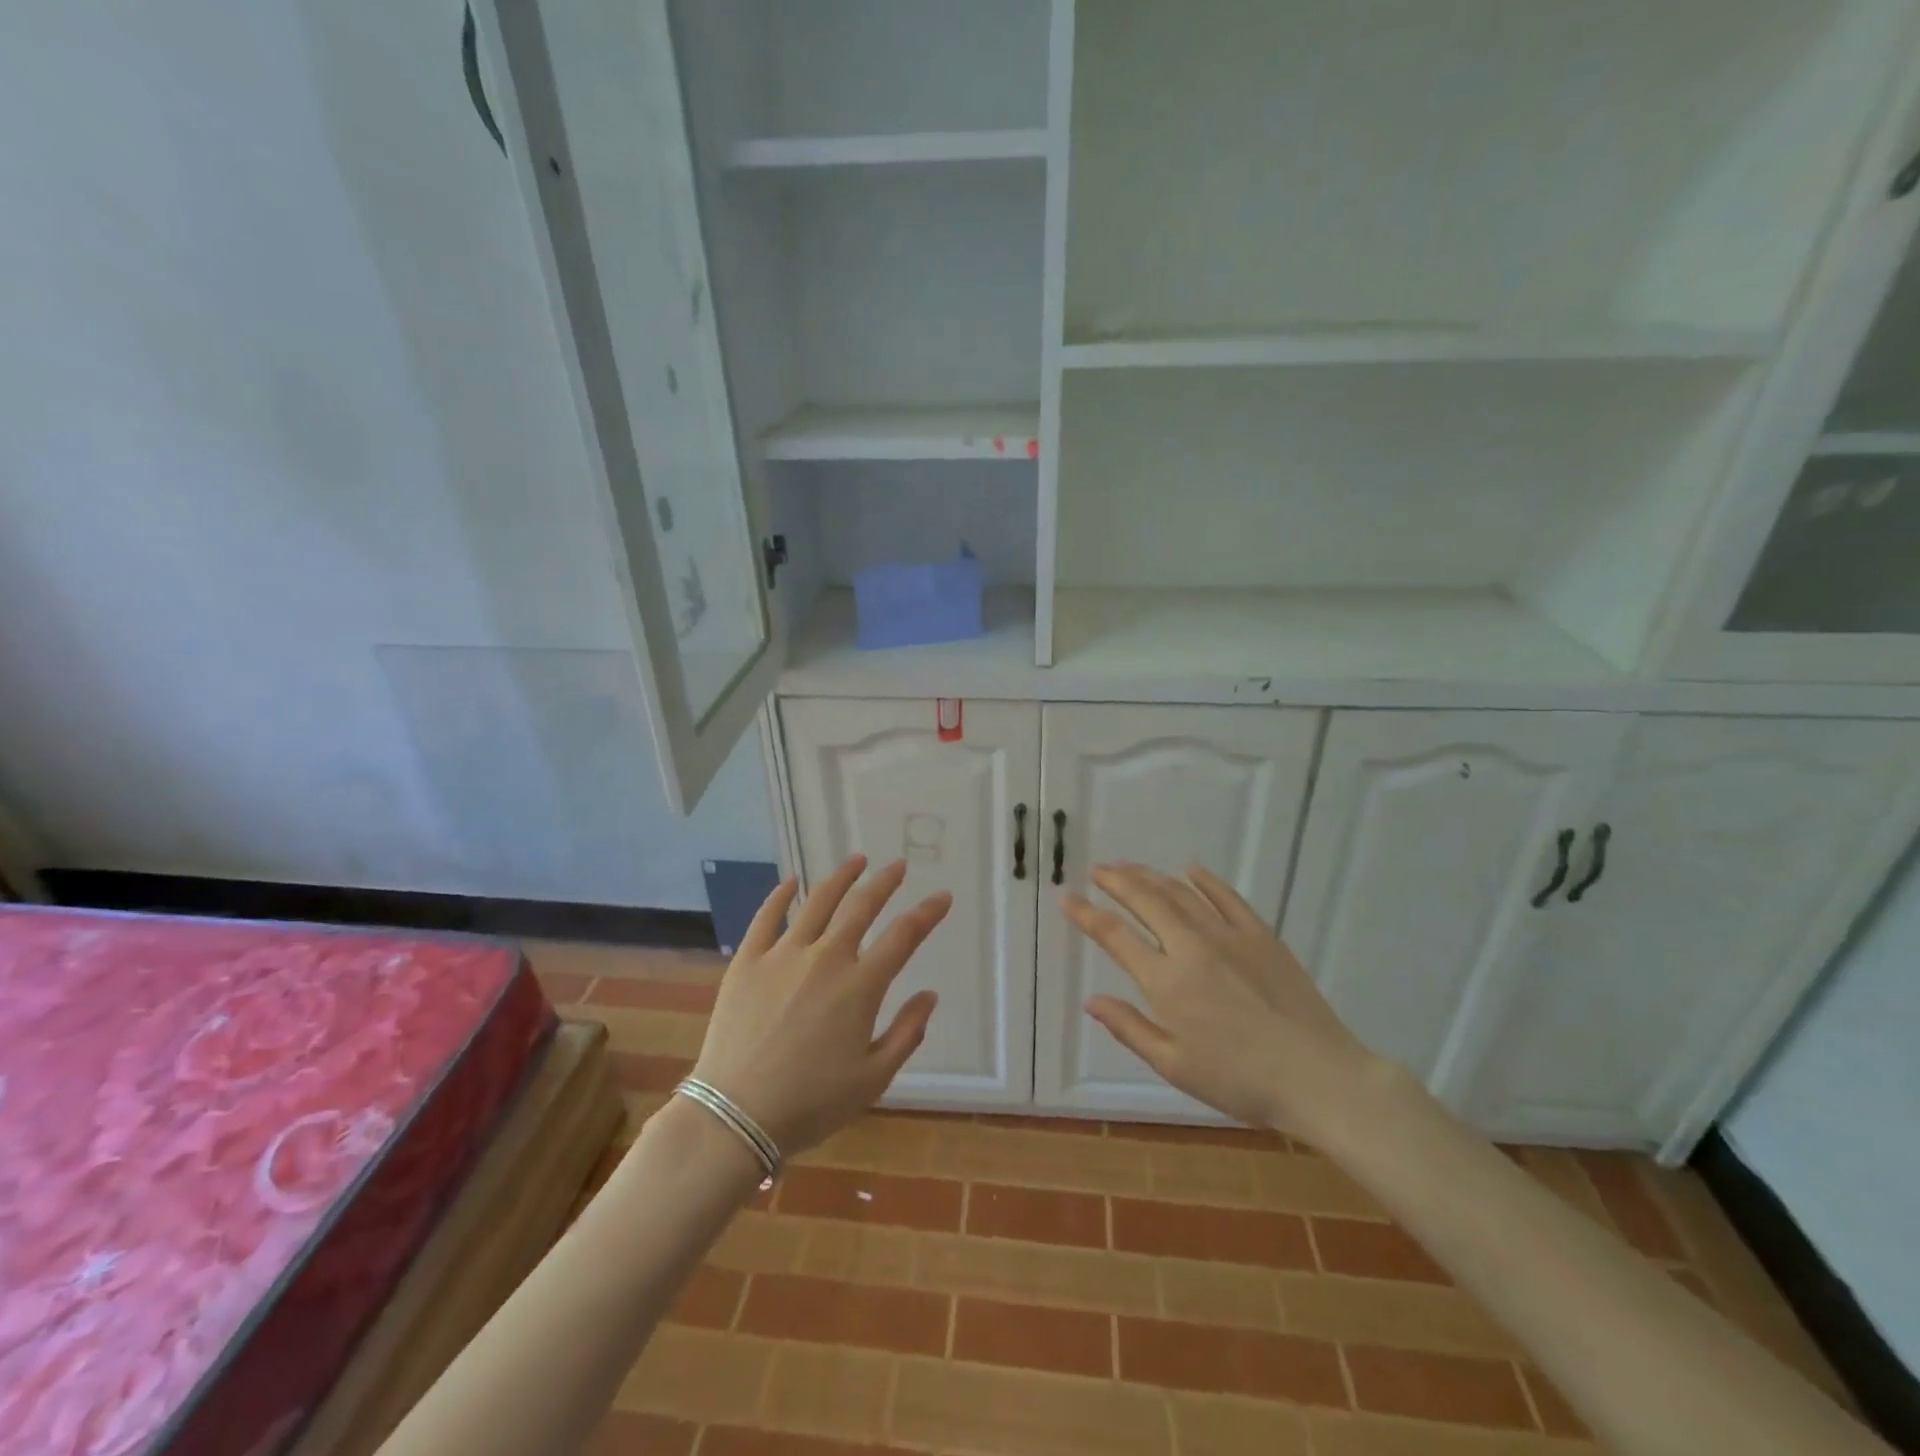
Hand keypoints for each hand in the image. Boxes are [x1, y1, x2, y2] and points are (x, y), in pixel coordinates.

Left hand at [690, 855, 949, 1157]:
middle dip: (885, 882)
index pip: (904, 936)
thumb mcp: (873, 1079)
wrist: (735, 1115)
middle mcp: (826, 958)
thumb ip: (907, 1033)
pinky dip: (780, 895)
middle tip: (898, 866)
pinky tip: (791, 881)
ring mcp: (783, 955)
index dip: (927, 913)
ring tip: (856, 860)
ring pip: (818, 902)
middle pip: (862, 906)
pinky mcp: (748, 961)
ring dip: (841, 877)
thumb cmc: (811, 1104)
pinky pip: (766, 917)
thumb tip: (930, 994)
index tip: (942, 897)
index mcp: (861, 986)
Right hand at [1061, 862, 1379, 1140]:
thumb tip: (1091, 1000)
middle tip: (1098, 869)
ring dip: (1151, 876)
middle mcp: (1191, 947)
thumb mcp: (1174, 1066)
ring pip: (1181, 893)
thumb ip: (1130, 1028)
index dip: (1087, 915)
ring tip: (1130, 866)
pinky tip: (1191, 869)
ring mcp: (1228, 935)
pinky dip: (1206, 880)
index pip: (1115, 936)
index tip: (1066, 897)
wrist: (1318, 1076)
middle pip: (1146, 901)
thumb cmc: (1239, 1081)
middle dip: (1117, 881)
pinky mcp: (1260, 935)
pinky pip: (1227, 897)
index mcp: (1166, 981)